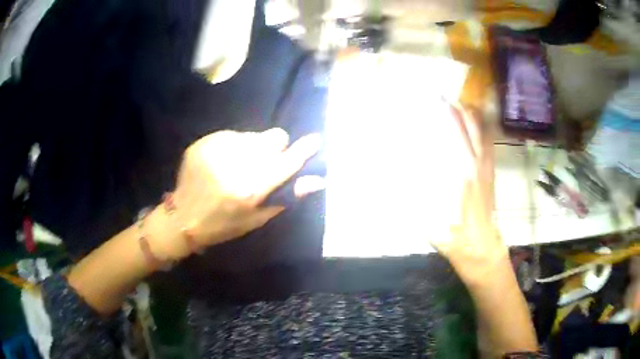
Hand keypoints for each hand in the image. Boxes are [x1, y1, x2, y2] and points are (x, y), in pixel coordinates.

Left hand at [147, 128, 324, 259]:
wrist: (182, 217)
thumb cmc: (223, 225)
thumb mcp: (257, 218)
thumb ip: (287, 197)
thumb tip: (317, 180)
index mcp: (250, 189)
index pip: (286, 162)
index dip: (303, 150)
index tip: (315, 140)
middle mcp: (235, 164)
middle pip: (273, 138)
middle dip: (274, 148)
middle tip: (263, 163)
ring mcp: (216, 149)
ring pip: (253, 135)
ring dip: (253, 148)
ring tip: (238, 165)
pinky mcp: (203, 142)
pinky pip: (232, 135)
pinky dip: (233, 147)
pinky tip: (222, 162)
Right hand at [429, 102, 506, 277]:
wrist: (483, 248)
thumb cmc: (455, 236)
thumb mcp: (428, 220)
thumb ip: (412, 196)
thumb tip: (395, 175)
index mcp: (460, 172)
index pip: (452, 133)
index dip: (443, 113)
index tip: (432, 98)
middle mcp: (475, 163)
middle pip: (469, 124)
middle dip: (456, 106)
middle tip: (442, 95)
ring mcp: (486, 167)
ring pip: (482, 131)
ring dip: (470, 114)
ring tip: (458, 103)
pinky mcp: (491, 173)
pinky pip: (489, 143)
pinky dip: (482, 128)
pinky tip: (475, 124)